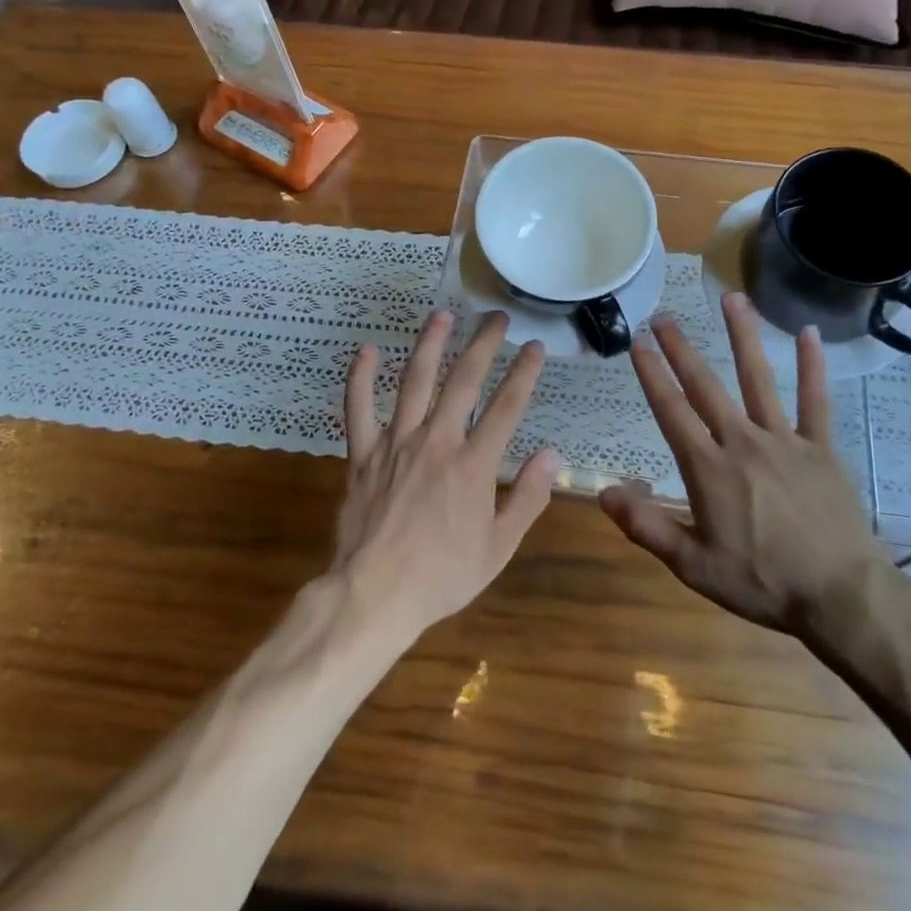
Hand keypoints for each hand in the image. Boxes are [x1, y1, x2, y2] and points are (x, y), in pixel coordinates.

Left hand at [334, 309, 557, 636]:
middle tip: (495, 317)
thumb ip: (527, 498)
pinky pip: (358, 408)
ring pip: (414, 382)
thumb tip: (551, 455)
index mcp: (473, 466)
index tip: (534, 345)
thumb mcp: (497, 548)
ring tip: (442, 315)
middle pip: (463, 381)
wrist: (373, 595)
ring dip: (430, 345)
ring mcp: (395, 444)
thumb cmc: (441, 576)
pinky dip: (361, 378)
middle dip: (482, 344)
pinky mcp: (362, 454)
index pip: (506, 407)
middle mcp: (436, 442)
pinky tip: (367, 350)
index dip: (523, 373)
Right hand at [600, 293, 895, 646]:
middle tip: (663, 316)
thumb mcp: (694, 565)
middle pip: (705, 385)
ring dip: (742, 337)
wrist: (840, 596)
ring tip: (731, 299)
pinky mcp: (821, 448)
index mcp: (708, 468)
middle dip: (680, 349)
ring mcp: (785, 440)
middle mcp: (742, 441)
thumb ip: (647, 526)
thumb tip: (604, 492)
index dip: (651, 374)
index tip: (637, 343)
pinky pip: (816, 401)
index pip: (671, 410)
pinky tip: (810, 334)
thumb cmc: (762, 583)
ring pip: (758, 378)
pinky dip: (812, 367)